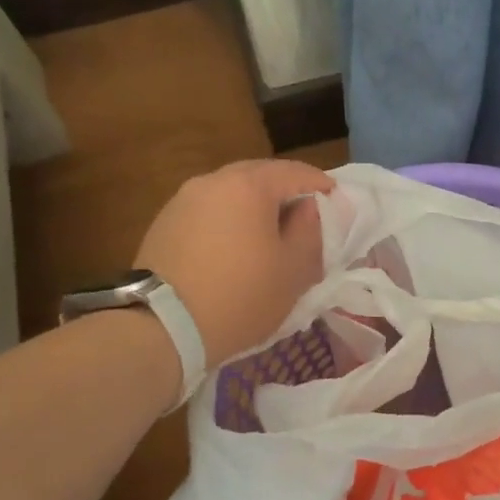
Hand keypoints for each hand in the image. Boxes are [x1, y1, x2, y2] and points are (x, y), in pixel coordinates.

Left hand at [135, 159, 334, 368]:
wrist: (163, 327)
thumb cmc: (241, 296)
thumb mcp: (294, 269)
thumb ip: (312, 229)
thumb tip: (311, 206)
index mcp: (248, 185)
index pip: (295, 172)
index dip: (320, 184)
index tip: (335, 200)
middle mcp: (213, 181)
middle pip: (259, 176)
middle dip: (285, 192)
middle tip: (304, 216)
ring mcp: (183, 199)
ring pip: (231, 194)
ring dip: (254, 206)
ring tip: (268, 234)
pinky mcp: (164, 222)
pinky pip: (208, 212)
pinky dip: (228, 221)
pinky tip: (234, 247)